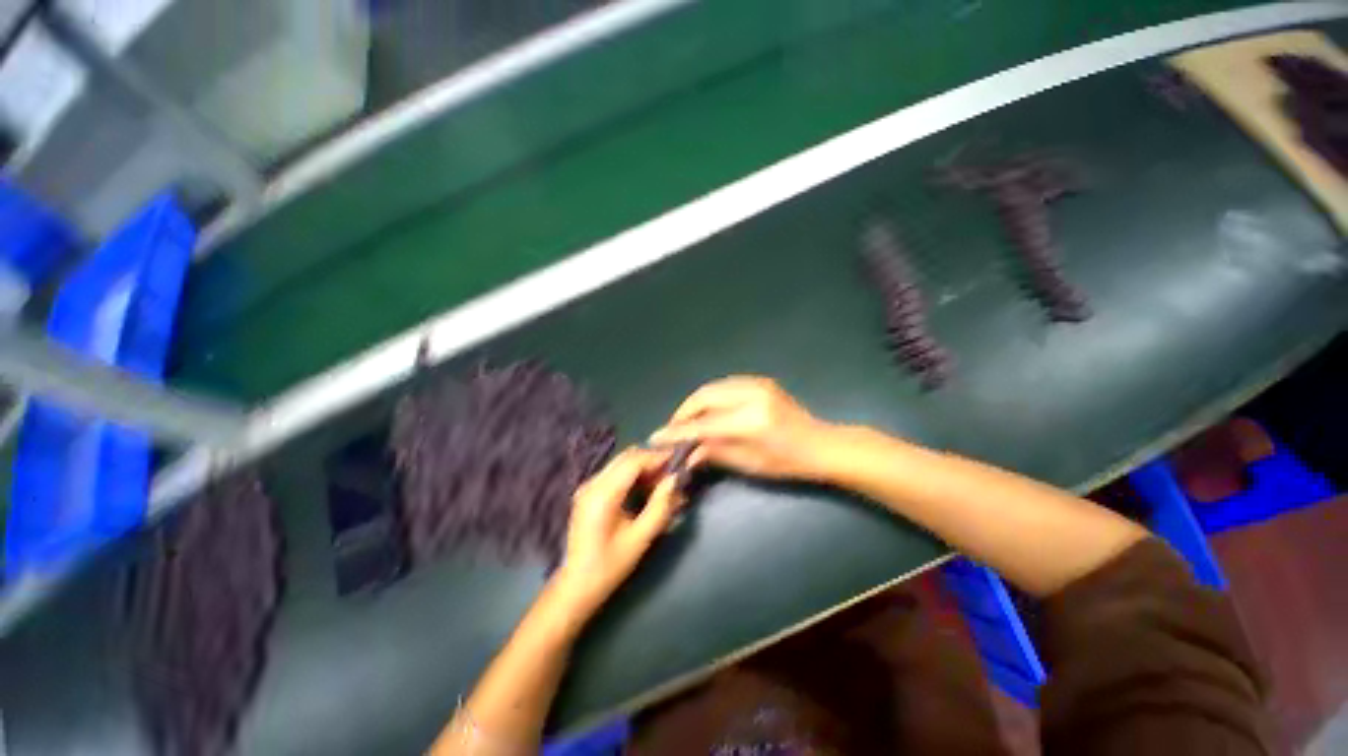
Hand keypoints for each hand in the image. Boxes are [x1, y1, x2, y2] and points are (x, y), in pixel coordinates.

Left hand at [551, 448, 682, 618]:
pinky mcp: (588, 491)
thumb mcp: (641, 538)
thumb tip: (675, 479)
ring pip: (621, 462)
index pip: (633, 461)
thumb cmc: (610, 565)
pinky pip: (614, 472)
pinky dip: (632, 474)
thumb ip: (660, 505)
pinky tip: (646, 487)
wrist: (577, 585)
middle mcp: (592, 483)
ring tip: (662, 481)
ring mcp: (588, 486)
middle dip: (651, 460)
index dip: (657, 457)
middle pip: (626, 457)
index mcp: (603, 495)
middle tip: (672, 471)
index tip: (678, 459)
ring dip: (643, 466)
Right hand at [649, 376, 837, 480]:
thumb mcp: (749, 463)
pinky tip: (706, 411)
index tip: (657, 437)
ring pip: (712, 387)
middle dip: (683, 412)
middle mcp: (751, 395)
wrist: (821, 444)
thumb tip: (685, 451)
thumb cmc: (788, 462)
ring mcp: (756, 384)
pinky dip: (710, 397)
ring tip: (687, 421)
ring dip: (695, 403)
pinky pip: (724, 385)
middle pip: (704, 397)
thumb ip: (714, 452)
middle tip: (673, 429)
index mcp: (750, 421)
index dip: (677, 431)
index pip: (703, 424)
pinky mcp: (759, 381)